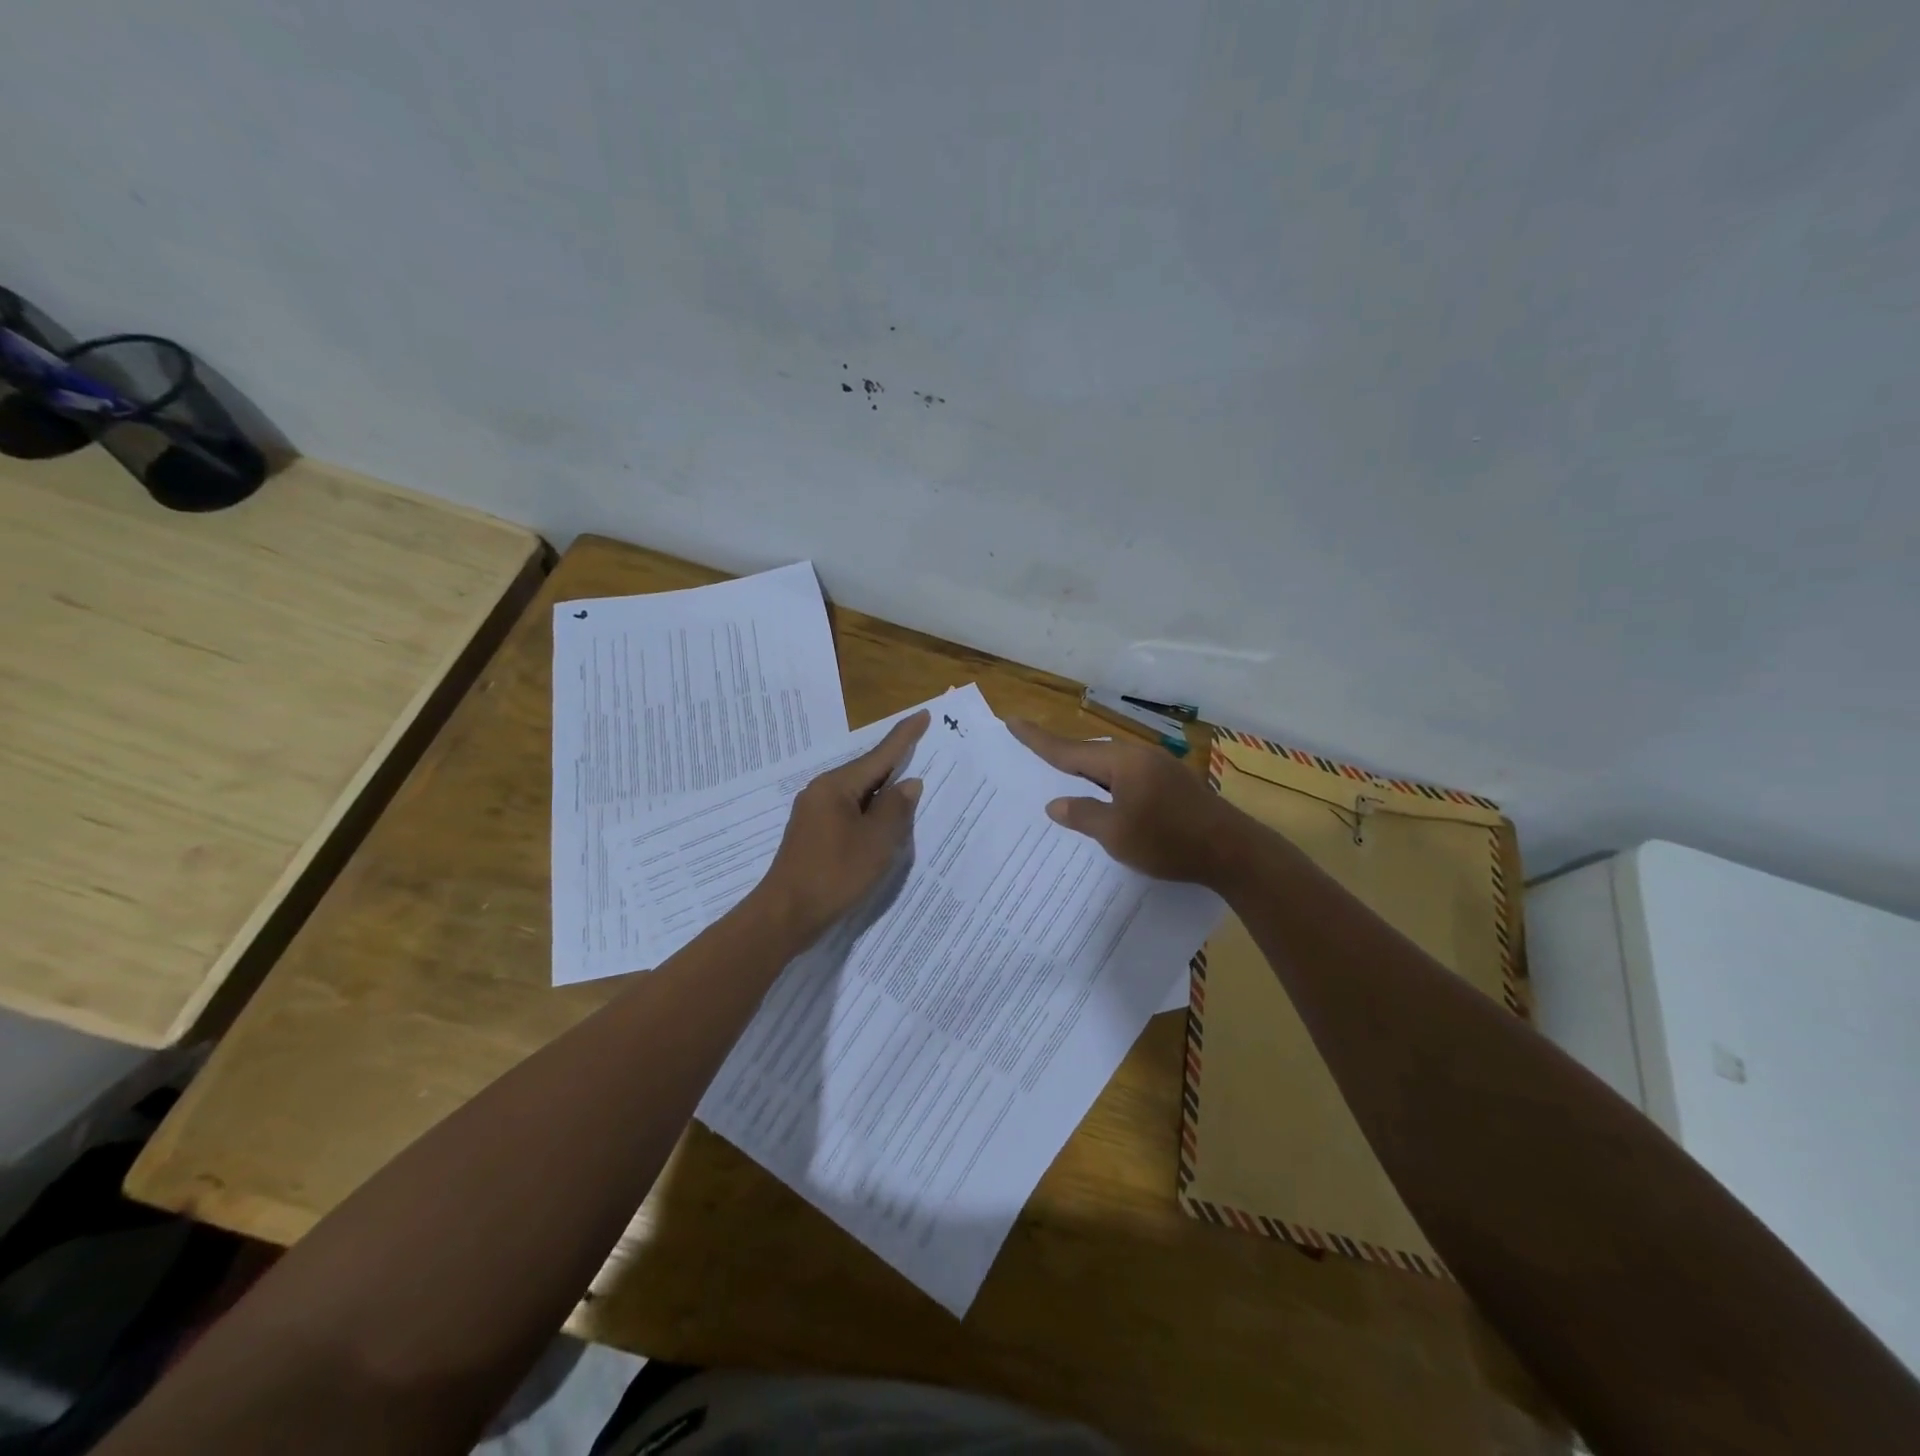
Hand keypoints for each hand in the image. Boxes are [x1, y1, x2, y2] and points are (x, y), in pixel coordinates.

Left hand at [753, 710, 928, 944]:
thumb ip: (896, 809)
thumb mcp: (876, 841)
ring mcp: (814, 812)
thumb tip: (908, 783)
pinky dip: (869, 812)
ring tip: (910, 790)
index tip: (923, 715)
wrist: (786, 914)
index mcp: (836, 786)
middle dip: (895, 764)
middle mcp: (821, 791)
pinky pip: (849, 811)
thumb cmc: (835, 874)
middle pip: (867, 772)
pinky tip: (883, 822)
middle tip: (923, 751)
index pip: (879, 755)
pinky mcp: (812, 833)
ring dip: (883, 793)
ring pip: (858, 794)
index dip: (904, 736)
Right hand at [1007, 719, 1241, 886]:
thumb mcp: (1116, 834)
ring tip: (1061, 779)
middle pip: (1090, 752)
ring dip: (1086, 771)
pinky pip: (1126, 775)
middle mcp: (1139, 755)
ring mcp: (1159, 767)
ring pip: (1110, 764)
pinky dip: (1107, 782)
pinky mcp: (1171, 782)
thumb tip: (1056, 803)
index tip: (1012, 722)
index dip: (1037, 739)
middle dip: (1061, 755)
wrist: (1233, 851)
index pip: (1069, 749)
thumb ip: (1083, 815)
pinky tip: (1103, 798)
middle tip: (1032, 754)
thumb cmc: (1169, 841)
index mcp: (1122, 762)